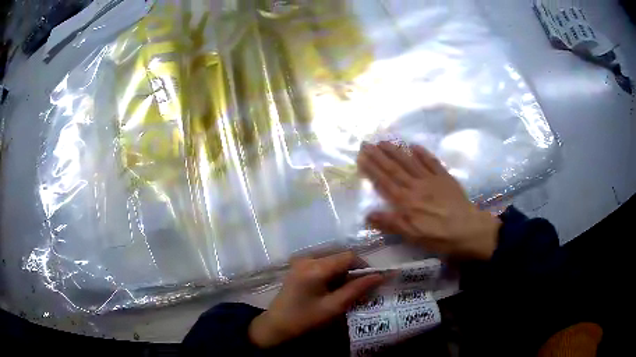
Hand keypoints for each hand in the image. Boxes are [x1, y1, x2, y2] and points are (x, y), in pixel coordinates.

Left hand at [248, 252, 383, 347]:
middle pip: (340, 257)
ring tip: (347, 293)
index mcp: (316, 267)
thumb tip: (380, 276)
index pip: (349, 256)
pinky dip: (333, 275)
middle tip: (361, 290)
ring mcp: (301, 262)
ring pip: (333, 261)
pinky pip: (323, 265)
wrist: (276, 326)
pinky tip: (333, 290)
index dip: (364, 266)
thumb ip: (357, 289)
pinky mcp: (298, 267)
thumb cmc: (305, 320)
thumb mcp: (334, 307)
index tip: (373, 281)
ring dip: (344, 274)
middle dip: (354, 272)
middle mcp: (308, 258)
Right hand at [357, 141, 500, 259]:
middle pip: (394, 168)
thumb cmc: (439, 237)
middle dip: (379, 156)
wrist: (468, 230)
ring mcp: (431, 179)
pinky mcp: (445, 178)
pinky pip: (431, 162)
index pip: (384, 182)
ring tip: (384, 141)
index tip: (361, 156)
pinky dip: (422, 153)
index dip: (372, 169)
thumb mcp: (412, 236)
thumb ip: (391, 223)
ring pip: (410, 162)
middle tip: (366, 143)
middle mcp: (416, 186)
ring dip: (396, 151)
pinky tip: (414, 145)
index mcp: (406, 202)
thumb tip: (368, 214)